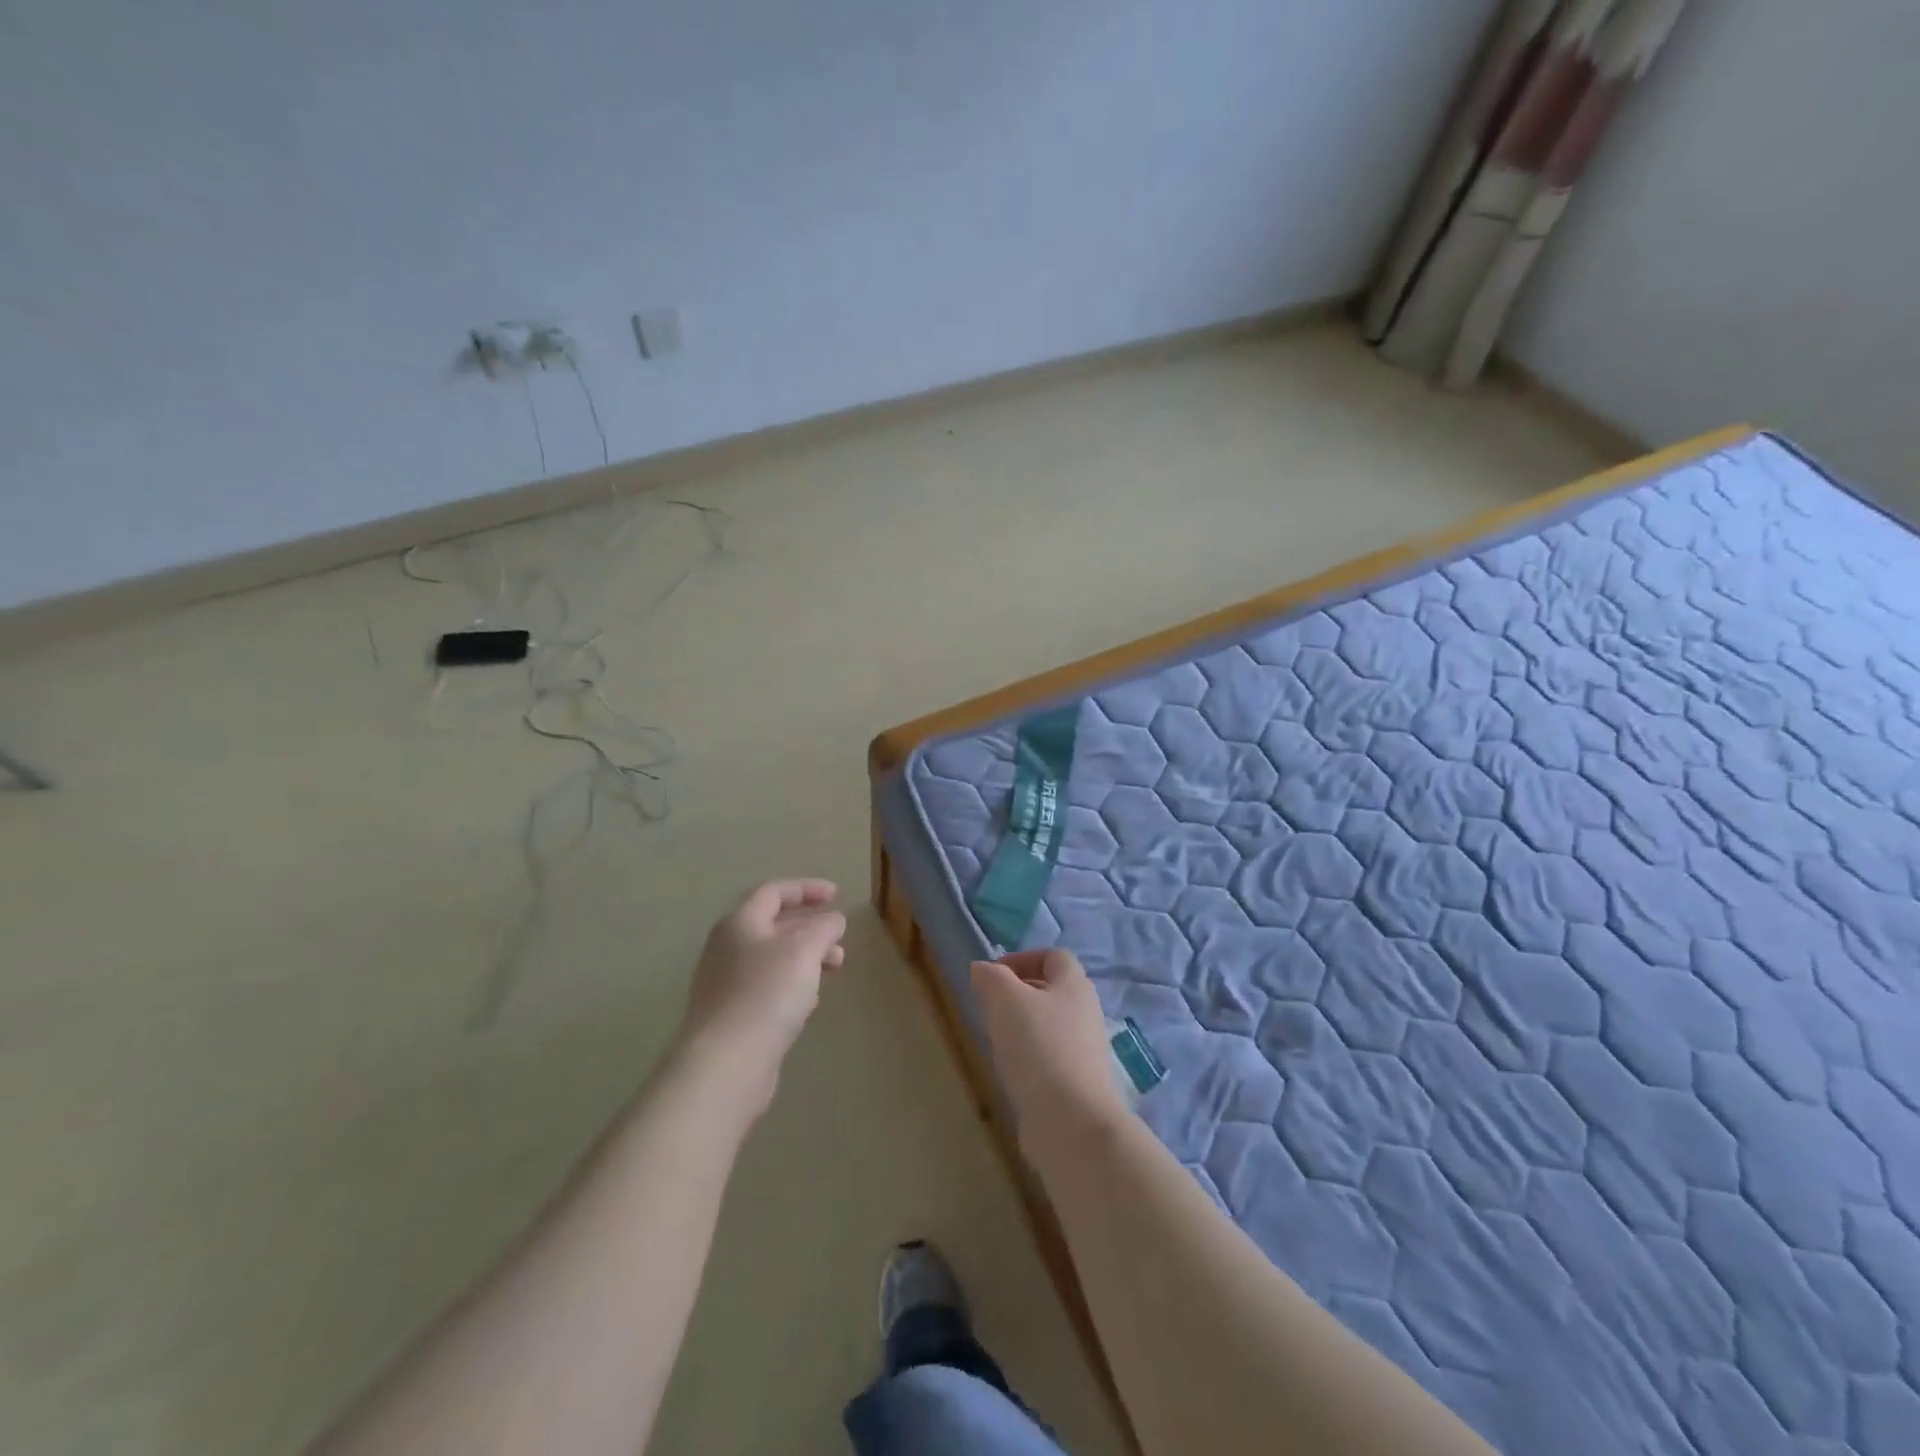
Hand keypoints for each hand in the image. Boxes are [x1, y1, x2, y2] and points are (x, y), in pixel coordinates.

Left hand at [676, 879, 846, 1112]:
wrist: (725, 1064)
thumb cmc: (766, 994)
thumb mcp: (805, 951)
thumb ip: (824, 928)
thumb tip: (833, 920)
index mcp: (740, 923)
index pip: (774, 892)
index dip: (807, 888)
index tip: (837, 895)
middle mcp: (727, 948)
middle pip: (773, 926)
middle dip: (811, 928)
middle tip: (840, 939)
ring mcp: (726, 984)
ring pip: (773, 959)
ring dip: (806, 957)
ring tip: (834, 969)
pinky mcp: (731, 1016)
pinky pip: (767, 988)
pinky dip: (792, 984)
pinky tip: (809, 1002)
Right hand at [971, 948, 1128, 1148]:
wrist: (1071, 1123)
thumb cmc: (1038, 1048)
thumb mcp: (1004, 1000)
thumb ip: (990, 977)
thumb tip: (983, 969)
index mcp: (1075, 985)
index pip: (1054, 956)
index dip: (1022, 959)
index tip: (993, 976)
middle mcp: (1086, 1013)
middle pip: (1051, 991)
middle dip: (1018, 994)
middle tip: (989, 1008)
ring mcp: (1086, 1052)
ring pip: (1049, 1026)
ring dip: (1022, 1028)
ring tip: (996, 1042)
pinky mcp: (1078, 1084)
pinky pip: (1050, 1059)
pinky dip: (1029, 1059)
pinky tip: (1011, 1073)